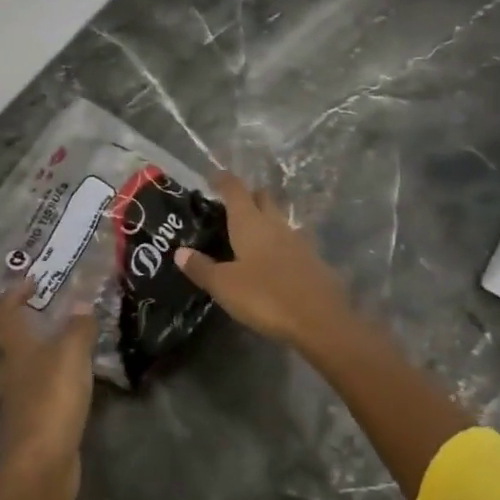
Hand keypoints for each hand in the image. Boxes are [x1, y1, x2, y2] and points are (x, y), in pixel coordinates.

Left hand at [0, 277, 97, 475]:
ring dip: (38, 364)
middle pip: (7, 348)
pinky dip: (52, 390)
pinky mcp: (32, 427)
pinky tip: (74, 388)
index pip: (3, 312)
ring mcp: (18, 403)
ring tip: (67, 356)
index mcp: (15, 350)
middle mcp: (9, 374)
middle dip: (23, 335)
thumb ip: (79, 327)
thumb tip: (82, 303)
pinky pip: (39, 399)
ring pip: (22, 375)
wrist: (42, 465)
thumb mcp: (72, 354)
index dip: (13, 294)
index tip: (32, 281)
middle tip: (48, 324)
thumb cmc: (52, 399)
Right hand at [175, 172, 352, 348]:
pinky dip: (278, 242)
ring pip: (278, 218)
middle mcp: (275, 223)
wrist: (320, 320)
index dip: (223, 180)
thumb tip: (179, 252)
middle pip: (262, 197)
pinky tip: (271, 260)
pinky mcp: (312, 259)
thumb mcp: (224, 286)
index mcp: (250, 222)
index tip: (213, 178)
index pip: (235, 189)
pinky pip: (290, 240)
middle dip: (247, 196)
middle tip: (230, 207)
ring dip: (265, 219)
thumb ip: (201, 267)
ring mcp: (297, 240)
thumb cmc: (265, 296)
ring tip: (249, 235)